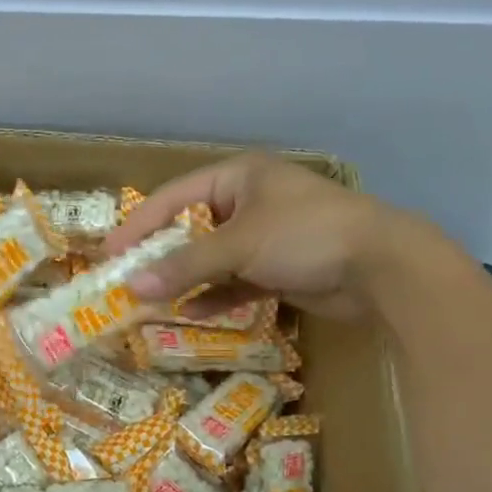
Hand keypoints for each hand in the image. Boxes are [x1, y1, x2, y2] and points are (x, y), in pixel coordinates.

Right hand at [103, 153, 447, 322]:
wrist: (382, 267)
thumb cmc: (304, 235)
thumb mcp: (239, 245)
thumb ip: (185, 266)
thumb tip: (133, 288)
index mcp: (237, 177)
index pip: (174, 196)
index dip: (140, 225)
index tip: (109, 253)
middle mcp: (248, 202)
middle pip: (191, 229)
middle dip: (161, 257)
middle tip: (125, 281)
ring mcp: (265, 237)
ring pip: (212, 259)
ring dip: (185, 280)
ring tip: (149, 303)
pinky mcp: (279, 269)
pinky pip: (235, 281)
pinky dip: (215, 296)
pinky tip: (190, 314)